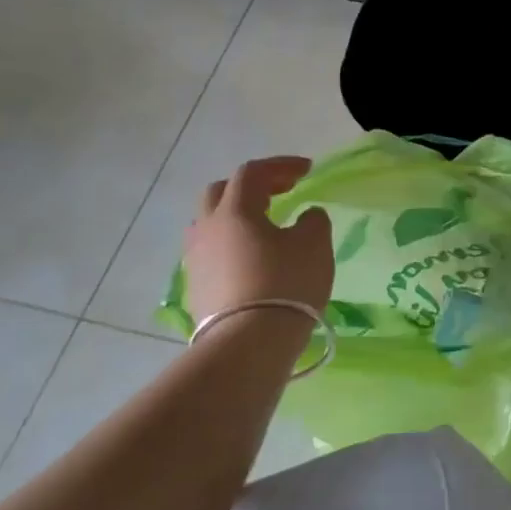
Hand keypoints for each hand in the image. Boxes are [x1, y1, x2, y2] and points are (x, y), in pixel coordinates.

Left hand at [183, 157, 333, 322]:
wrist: (248, 343)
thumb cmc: (286, 284)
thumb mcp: (315, 245)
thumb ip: (313, 221)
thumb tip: (306, 216)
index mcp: (235, 210)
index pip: (252, 173)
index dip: (280, 166)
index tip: (307, 170)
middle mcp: (207, 228)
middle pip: (221, 192)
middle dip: (252, 187)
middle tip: (280, 192)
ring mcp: (196, 260)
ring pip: (211, 224)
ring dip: (237, 217)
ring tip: (264, 227)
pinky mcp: (196, 288)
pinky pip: (212, 253)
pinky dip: (232, 246)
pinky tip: (253, 260)